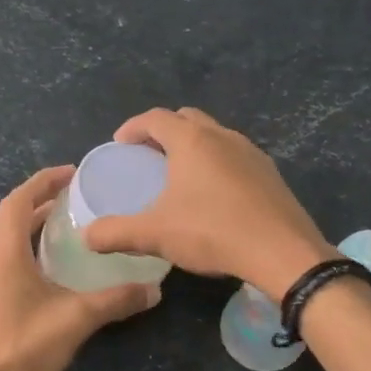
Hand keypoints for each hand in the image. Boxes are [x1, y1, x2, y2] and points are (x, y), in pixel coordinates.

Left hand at [0, 166, 160, 370]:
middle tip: (73, 196)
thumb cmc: (28, 346)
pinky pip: (6, 261)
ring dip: (31, 226)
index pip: (17, 201)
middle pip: (10, 217)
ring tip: (64, 226)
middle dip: (39, 200)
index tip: (70, 173)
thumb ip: (117, 300)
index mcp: (4, 254)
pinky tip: (51, 268)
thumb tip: (154, 290)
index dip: (42, 182)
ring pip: (6, 241)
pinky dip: (27, 250)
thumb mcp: (78, 318)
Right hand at [81, 108, 333, 299]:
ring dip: (193, 145)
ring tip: (179, 173)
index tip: (120, 144)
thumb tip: (87, 236)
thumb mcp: (155, 235)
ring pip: (214, 135)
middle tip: (147, 155)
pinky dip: (216, 162)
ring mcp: (251, 153)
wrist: (283, 253)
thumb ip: (116, 233)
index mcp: (192, 141)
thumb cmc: (212, 232)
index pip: (156, 118)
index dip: (133, 127)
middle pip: (187, 119)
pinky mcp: (270, 173)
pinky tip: (213, 194)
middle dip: (163, 131)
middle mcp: (222, 136)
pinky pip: (235, 155)